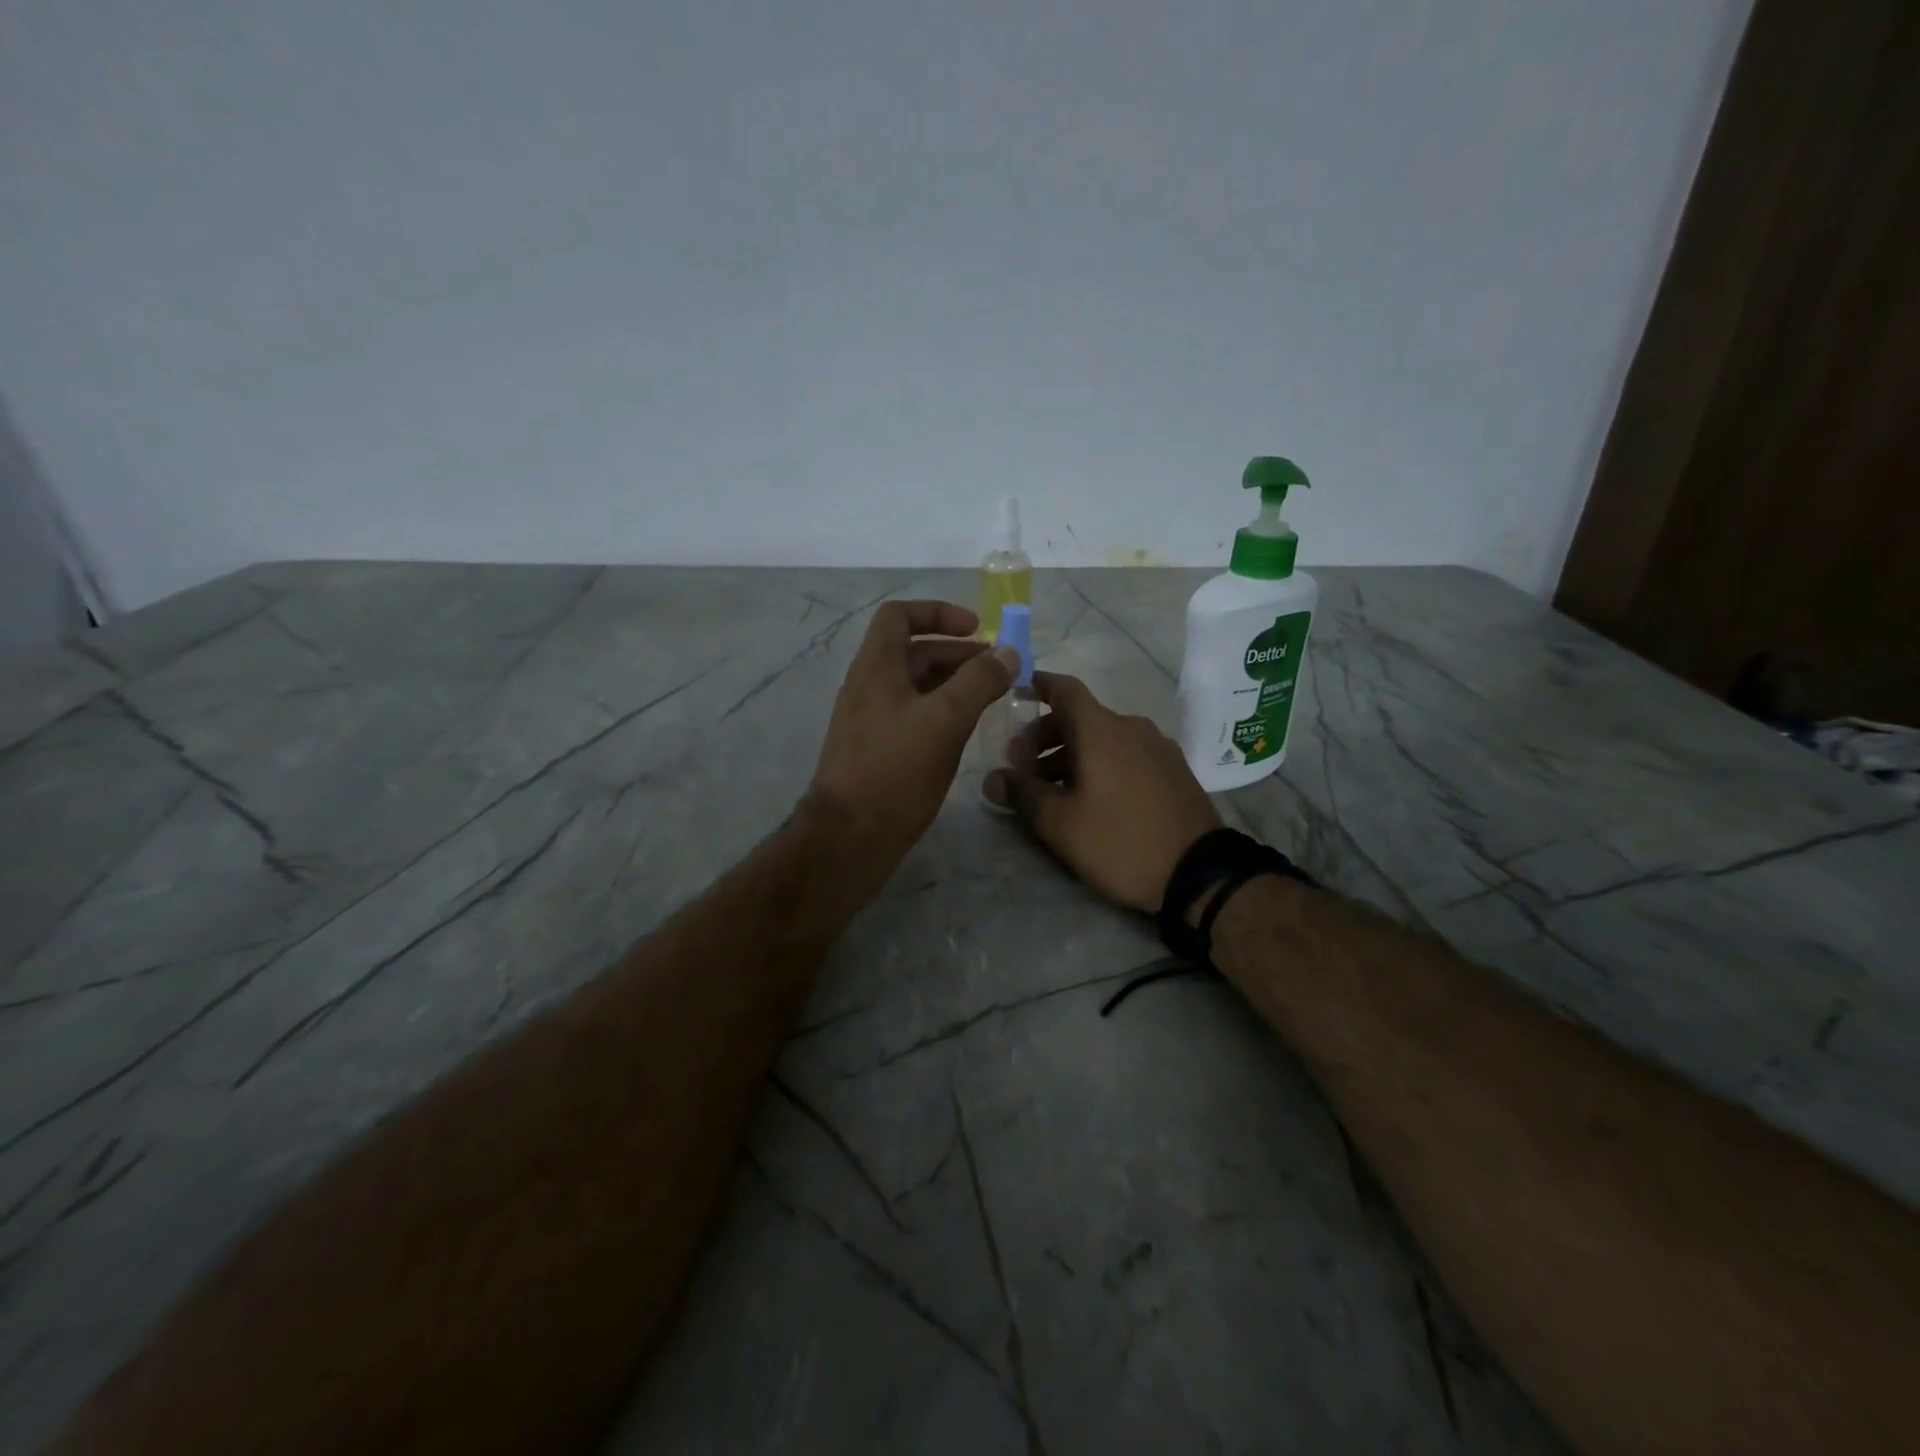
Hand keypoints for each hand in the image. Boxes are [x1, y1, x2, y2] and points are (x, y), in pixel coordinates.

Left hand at [806, 600, 1017, 890]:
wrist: (849, 837)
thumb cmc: (895, 771)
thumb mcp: (944, 721)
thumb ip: (978, 682)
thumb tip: (1008, 653)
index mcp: (876, 668)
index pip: (899, 616)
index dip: (938, 612)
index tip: (977, 628)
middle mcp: (869, 686)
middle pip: (913, 651)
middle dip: (957, 652)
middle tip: (998, 668)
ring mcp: (871, 720)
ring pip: (915, 686)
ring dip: (953, 682)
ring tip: (991, 697)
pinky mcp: (877, 750)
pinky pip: (912, 714)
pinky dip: (941, 710)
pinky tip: (965, 730)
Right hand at [984, 672, 1221, 913]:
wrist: (1200, 875)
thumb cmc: (1120, 842)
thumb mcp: (1060, 824)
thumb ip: (1022, 794)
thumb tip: (993, 778)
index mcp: (1101, 729)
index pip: (1064, 689)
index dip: (1037, 686)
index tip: (1015, 694)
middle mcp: (1131, 727)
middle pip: (1080, 717)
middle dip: (1044, 736)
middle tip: (1021, 768)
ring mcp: (1158, 748)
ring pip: (1103, 738)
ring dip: (1070, 755)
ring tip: (1050, 790)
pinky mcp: (1174, 771)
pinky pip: (1126, 754)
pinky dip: (1100, 764)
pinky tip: (1090, 798)